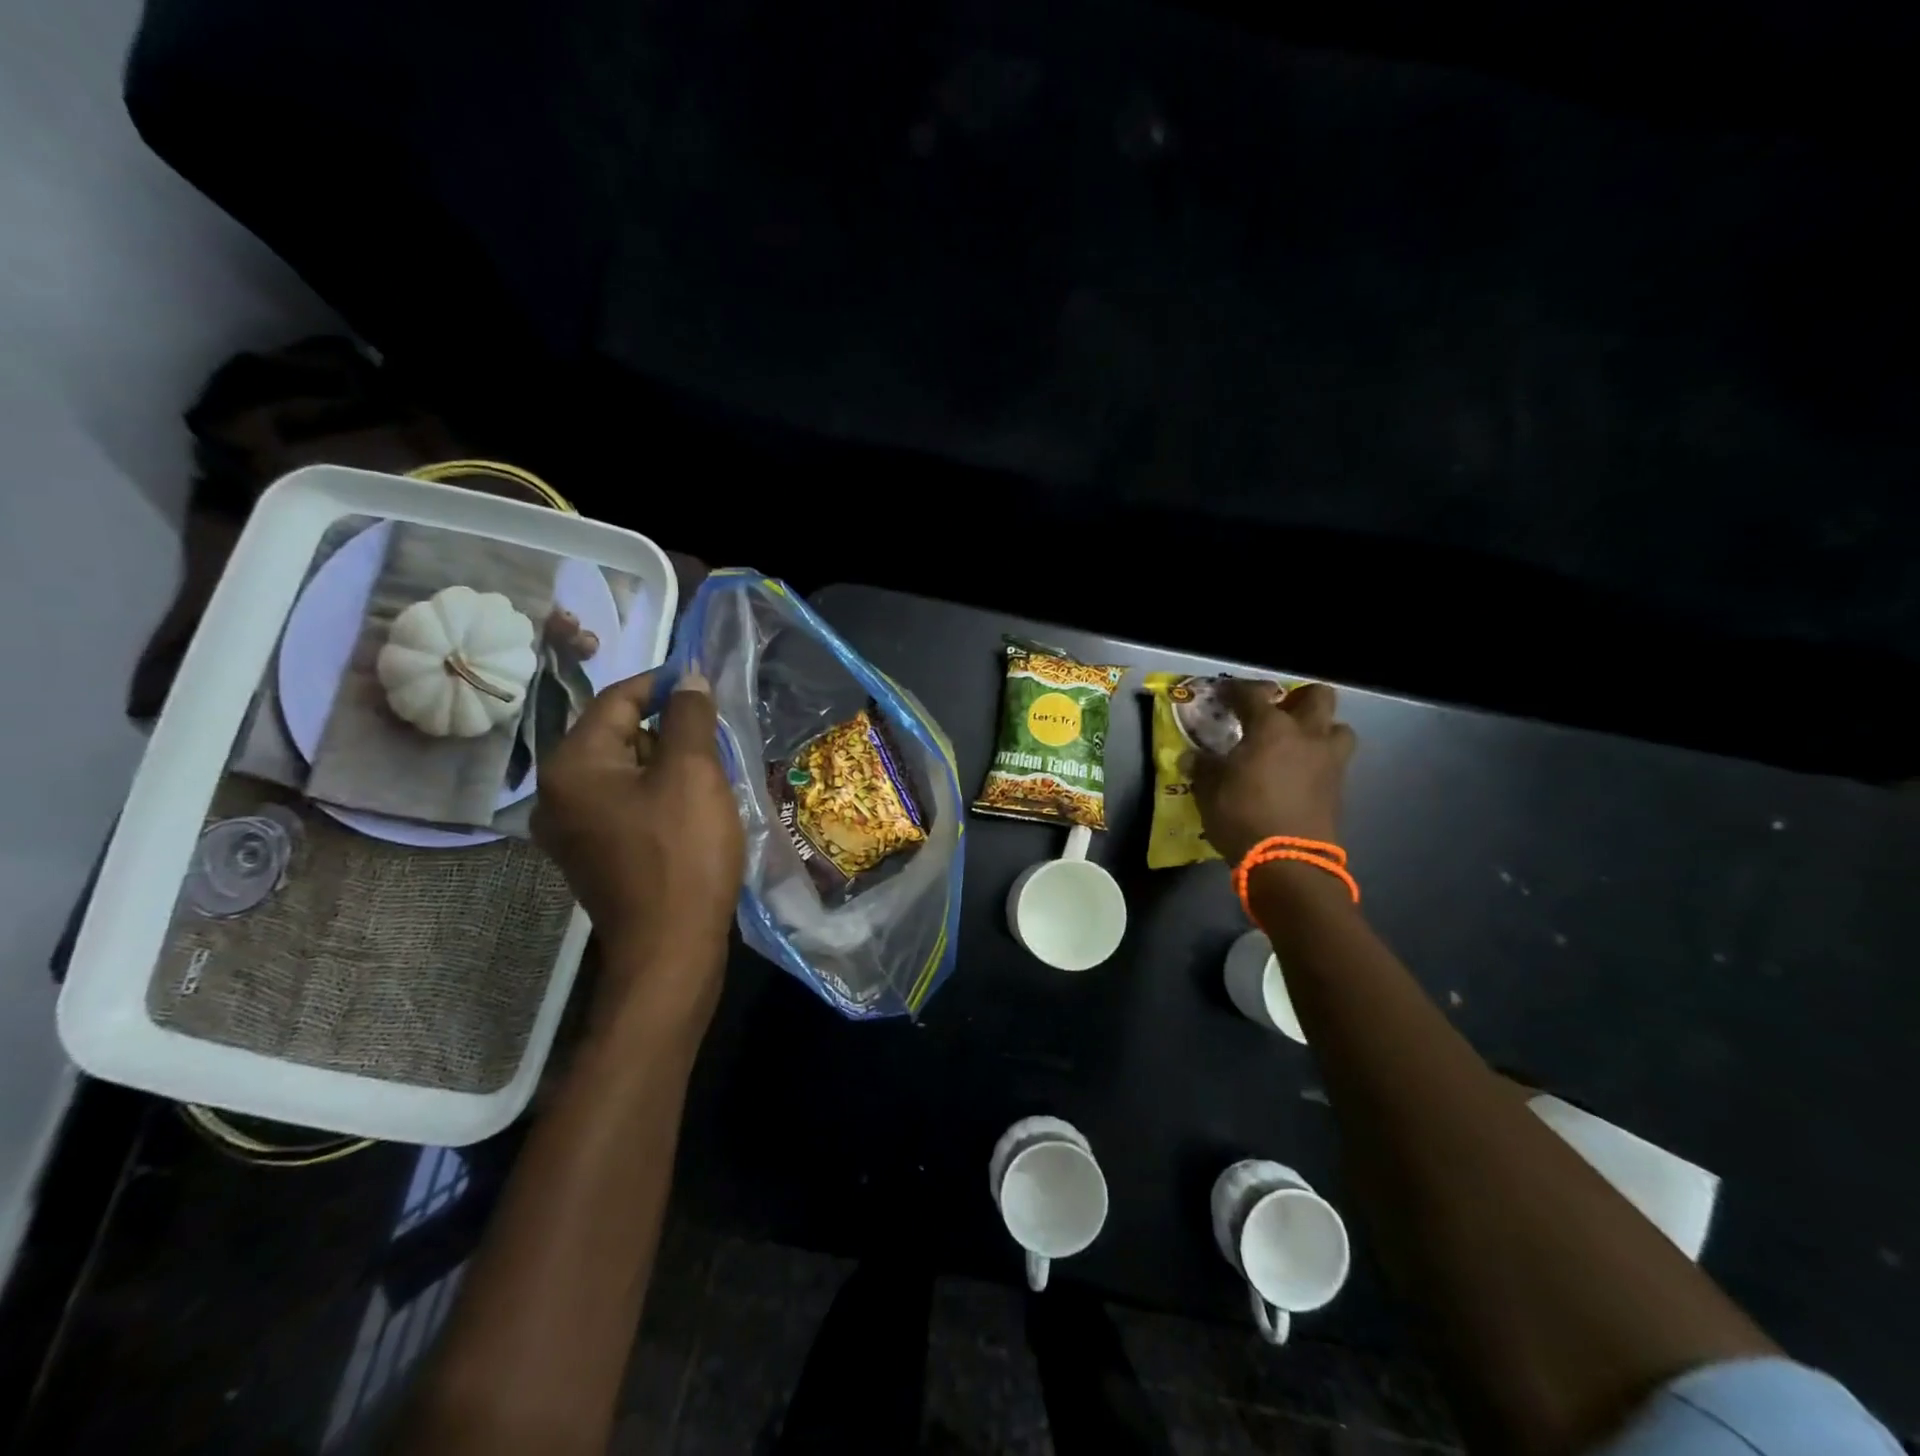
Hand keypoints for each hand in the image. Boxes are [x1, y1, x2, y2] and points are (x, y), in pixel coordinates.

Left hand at [532, 670, 744, 1014]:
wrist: (670, 947)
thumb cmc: (682, 853)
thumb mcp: (693, 773)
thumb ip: (689, 716)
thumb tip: (689, 679)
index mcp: (572, 765)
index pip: (616, 699)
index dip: (662, 683)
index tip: (703, 680)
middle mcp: (556, 792)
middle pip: (617, 735)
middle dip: (667, 728)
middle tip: (714, 735)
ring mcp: (569, 828)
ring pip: (623, 771)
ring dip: (665, 763)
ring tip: (710, 772)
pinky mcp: (590, 853)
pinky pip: (623, 803)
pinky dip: (655, 793)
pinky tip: (691, 807)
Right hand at [1191, 680, 1356, 863]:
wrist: (1288, 862)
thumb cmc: (1242, 816)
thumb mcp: (1209, 791)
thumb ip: (1203, 768)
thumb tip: (1193, 757)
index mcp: (1271, 728)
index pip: (1253, 694)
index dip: (1236, 690)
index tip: (1225, 693)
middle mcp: (1307, 735)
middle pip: (1318, 696)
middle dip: (1299, 698)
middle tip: (1278, 711)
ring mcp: (1329, 761)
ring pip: (1338, 728)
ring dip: (1321, 730)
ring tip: (1298, 743)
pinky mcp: (1339, 789)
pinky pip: (1334, 761)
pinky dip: (1319, 760)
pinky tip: (1299, 773)